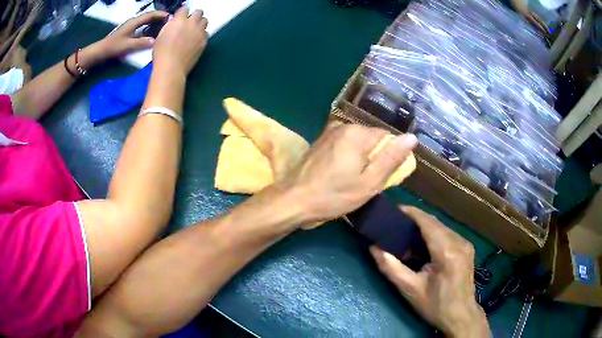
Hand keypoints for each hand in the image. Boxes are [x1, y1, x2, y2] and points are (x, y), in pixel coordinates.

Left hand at [98, 11, 169, 59]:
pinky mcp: (129, 30)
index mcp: (134, 22)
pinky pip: (142, 25)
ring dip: (155, 21)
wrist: (102, 50)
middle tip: (169, 21)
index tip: (170, 17)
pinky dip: (149, 25)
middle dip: (159, 17)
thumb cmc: (114, 47)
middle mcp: (134, 21)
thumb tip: (155, 41)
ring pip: (146, 20)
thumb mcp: (128, 45)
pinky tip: (152, 30)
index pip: (150, 15)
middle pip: (149, 16)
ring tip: (163, 25)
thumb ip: (141, 42)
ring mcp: (131, 25)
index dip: (160, 14)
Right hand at [153, 8, 208, 76]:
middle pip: (198, 12)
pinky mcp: (204, 41)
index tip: (181, 16)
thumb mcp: (160, 36)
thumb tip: (173, 22)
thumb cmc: (162, 54)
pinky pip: (206, 33)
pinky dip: (202, 34)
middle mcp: (191, 23)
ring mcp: (199, 32)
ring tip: (194, 30)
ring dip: (200, 23)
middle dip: (194, 15)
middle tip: (190, 21)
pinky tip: (196, 39)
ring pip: (205, 21)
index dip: (182, 12)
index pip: (184, 9)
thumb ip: (169, 26)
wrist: (171, 67)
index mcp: (179, 20)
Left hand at [280, 124, 416, 222]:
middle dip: (374, 156)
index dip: (389, 156)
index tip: (381, 175)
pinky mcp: (321, 140)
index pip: (387, 137)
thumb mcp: (369, 183)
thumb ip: (391, 158)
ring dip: (361, 157)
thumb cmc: (334, 195)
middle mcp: (344, 126)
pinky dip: (348, 155)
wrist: (294, 200)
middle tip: (366, 180)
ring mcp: (330, 132)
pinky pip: (344, 143)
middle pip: (372, 138)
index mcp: (358, 134)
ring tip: (351, 178)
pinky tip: (340, 171)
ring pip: (358, 141)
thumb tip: (411, 137)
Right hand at [370, 206, 488, 337]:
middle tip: (395, 223)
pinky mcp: (467, 248)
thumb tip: (374, 248)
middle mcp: (459, 242)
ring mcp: (465, 244)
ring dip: (425, 226)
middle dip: (415, 219)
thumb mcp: (410, 290)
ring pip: (442, 227)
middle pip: (435, 222)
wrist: (461, 316)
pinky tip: (423, 243)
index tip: (393, 209)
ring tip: (406, 232)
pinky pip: (448, 234)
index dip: (411, 212)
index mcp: (447, 251)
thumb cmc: (435, 306)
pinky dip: (434, 234)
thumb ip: (391, 268)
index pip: (428, 222)